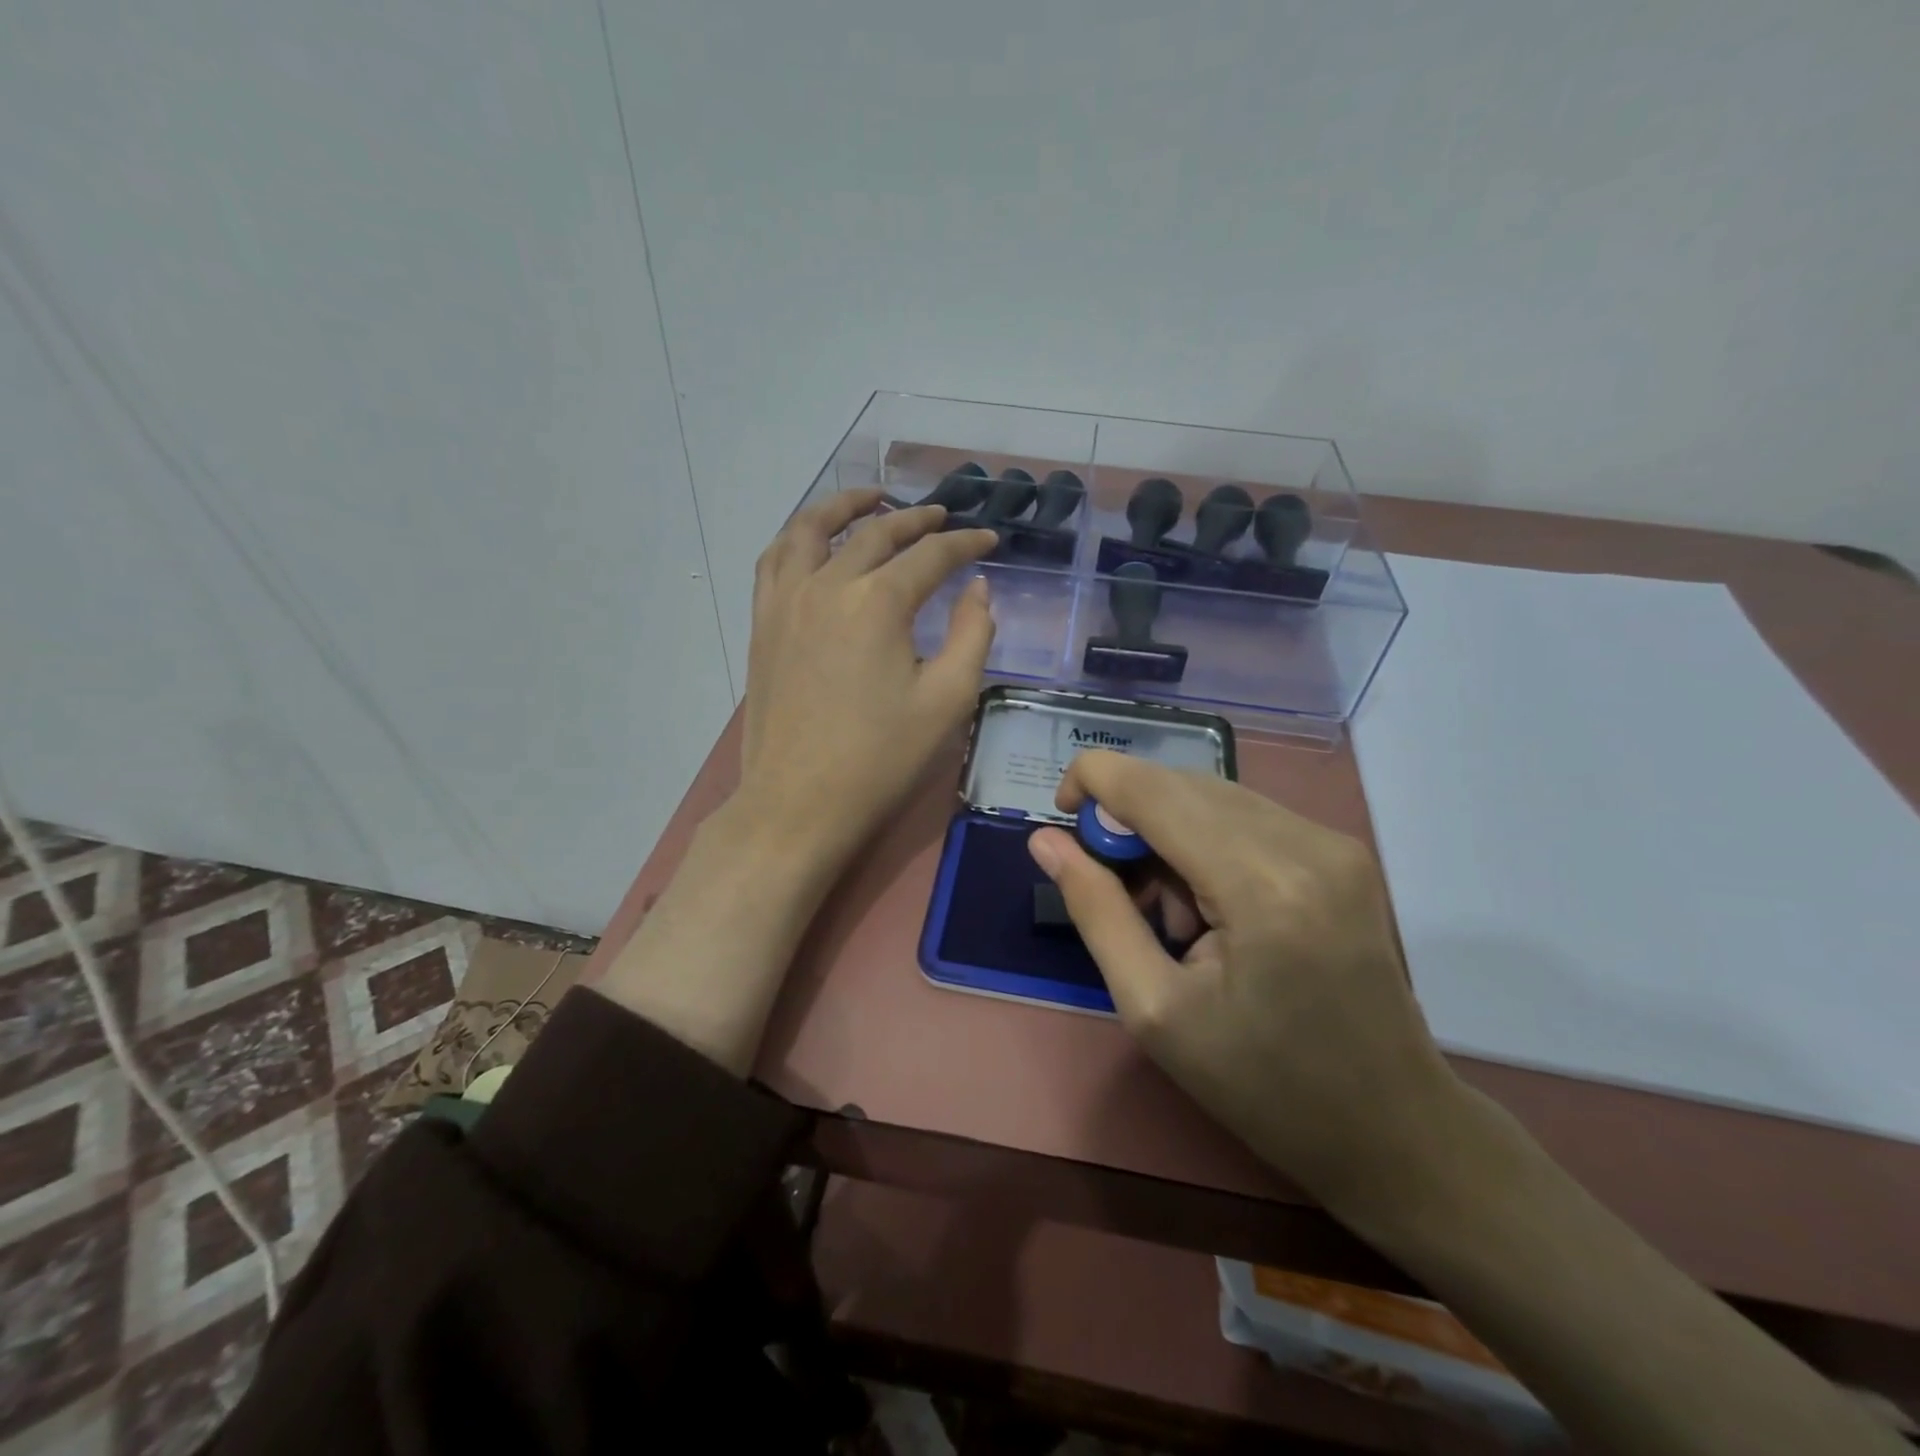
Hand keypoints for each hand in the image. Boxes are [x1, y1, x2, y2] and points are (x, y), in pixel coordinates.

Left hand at [738, 489, 998, 870]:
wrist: (798, 803)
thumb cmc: (879, 759)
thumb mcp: (947, 701)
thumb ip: (971, 635)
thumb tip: (977, 588)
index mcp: (878, 603)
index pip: (930, 555)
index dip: (965, 545)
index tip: (988, 543)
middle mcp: (827, 585)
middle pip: (874, 534)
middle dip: (916, 520)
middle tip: (943, 517)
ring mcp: (785, 601)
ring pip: (811, 529)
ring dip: (845, 507)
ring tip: (872, 500)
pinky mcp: (762, 622)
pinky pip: (775, 559)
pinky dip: (798, 536)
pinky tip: (813, 540)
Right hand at [1027, 750, 1462, 1214]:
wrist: (1392, 1129)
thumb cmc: (1263, 1087)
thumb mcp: (1154, 1010)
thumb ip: (1096, 911)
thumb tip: (1046, 842)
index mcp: (1261, 886)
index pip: (1154, 789)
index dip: (1094, 780)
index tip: (1060, 816)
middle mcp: (1305, 842)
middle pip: (1182, 784)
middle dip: (1129, 818)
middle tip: (1113, 887)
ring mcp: (1333, 842)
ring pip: (1213, 796)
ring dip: (1168, 833)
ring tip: (1170, 914)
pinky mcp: (1343, 851)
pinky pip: (1247, 816)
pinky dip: (1206, 842)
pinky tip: (1209, 905)